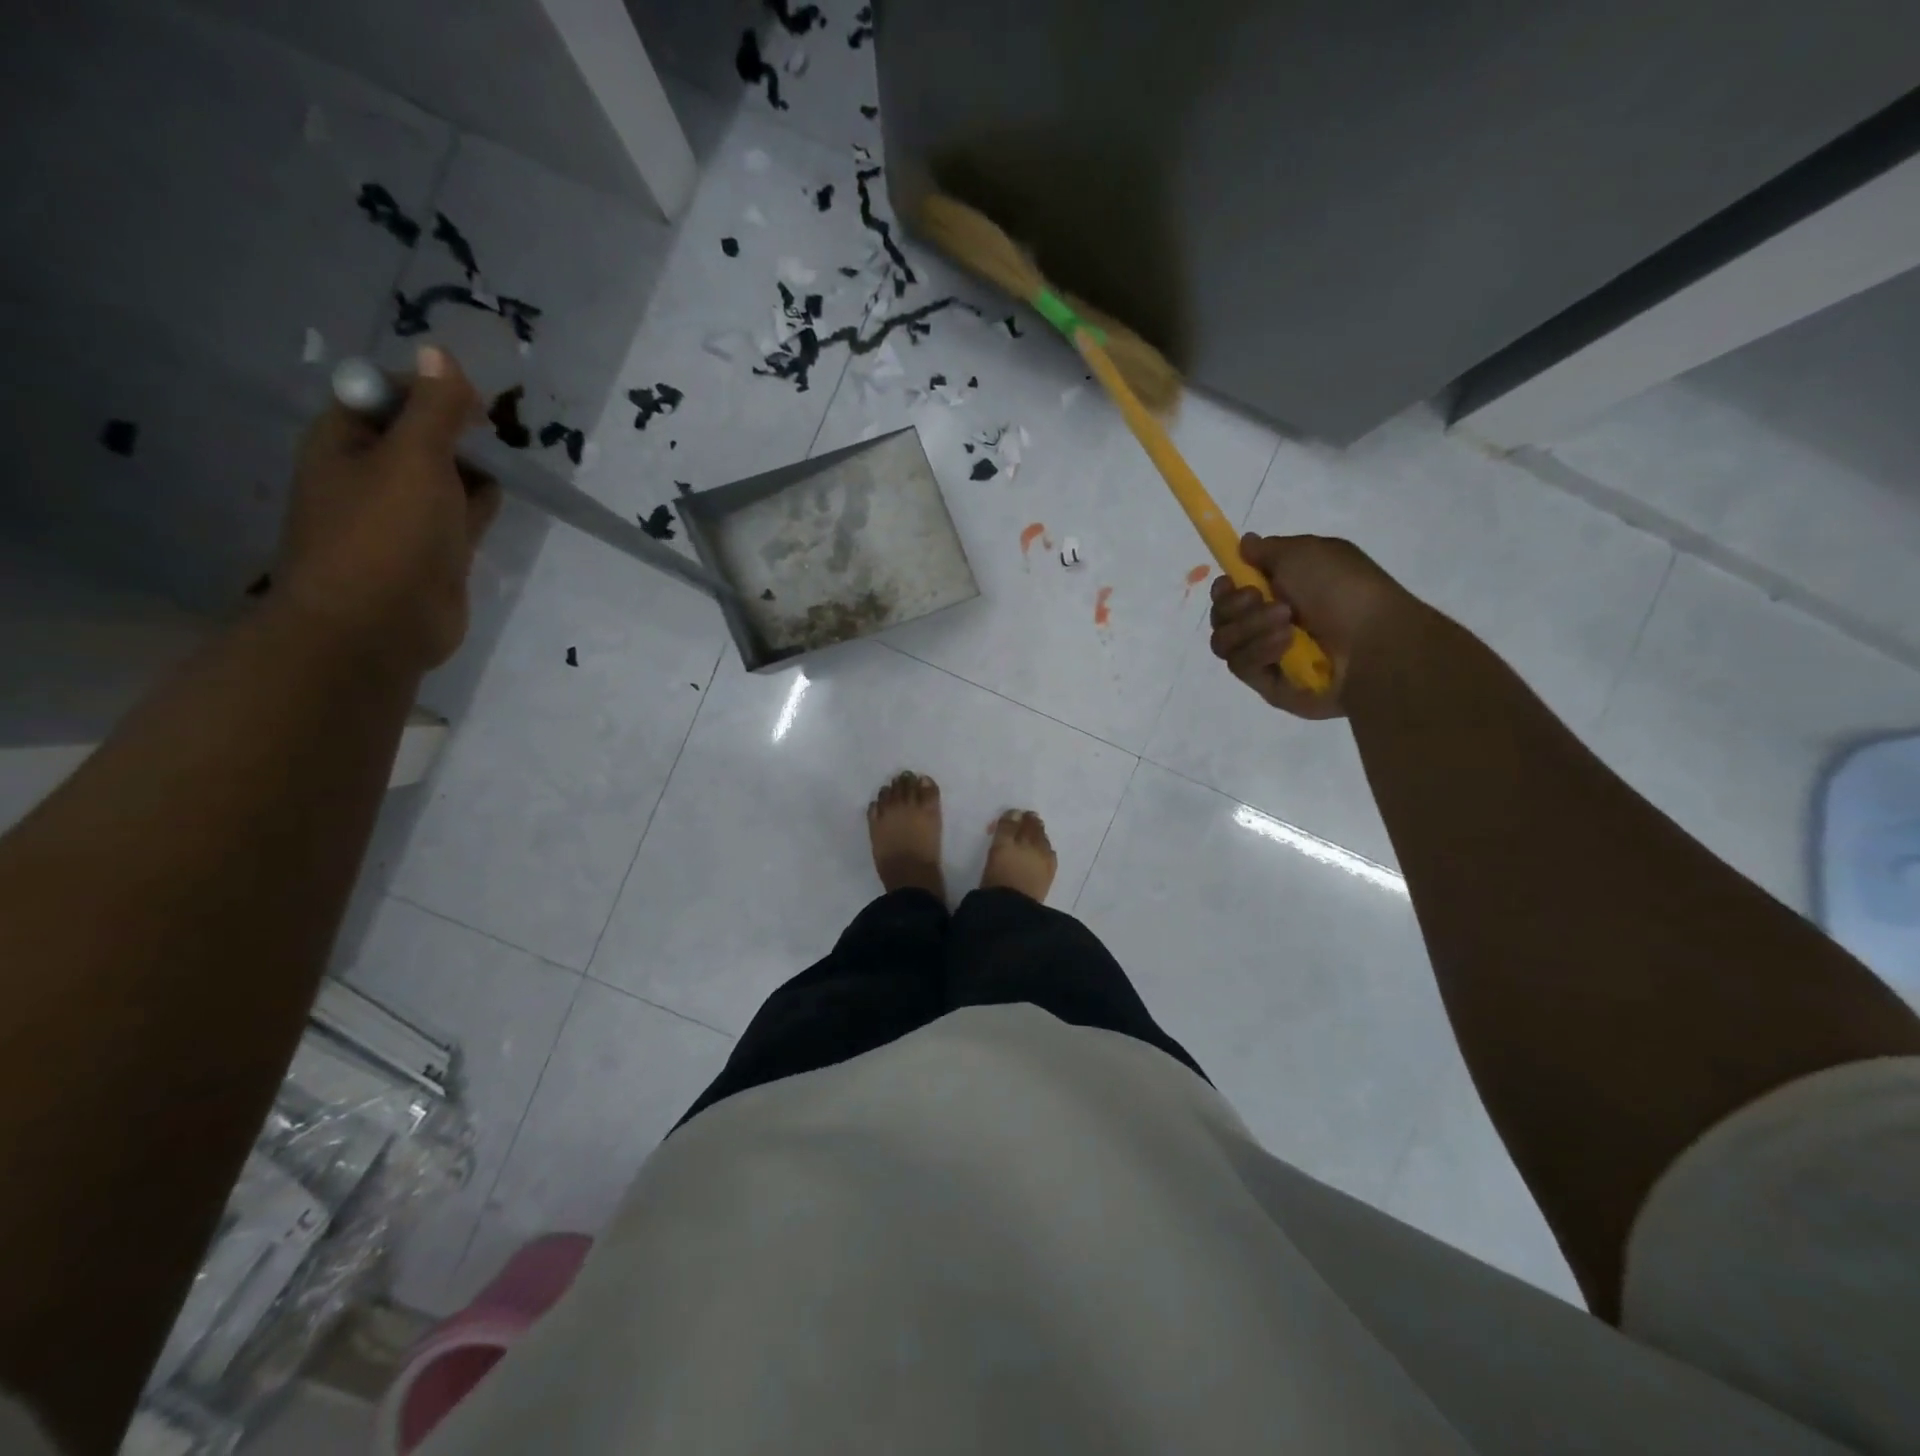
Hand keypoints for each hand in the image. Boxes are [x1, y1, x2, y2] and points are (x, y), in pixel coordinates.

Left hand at [275, 346, 501, 675]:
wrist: (378, 626)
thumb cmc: (386, 534)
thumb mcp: (414, 459)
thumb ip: (435, 409)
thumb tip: (440, 351)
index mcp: (346, 441)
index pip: (387, 393)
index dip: (429, 389)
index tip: (475, 403)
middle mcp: (371, 472)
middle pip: (421, 434)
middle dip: (459, 430)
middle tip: (496, 433)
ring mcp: (405, 515)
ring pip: (447, 475)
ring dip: (475, 468)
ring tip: (510, 462)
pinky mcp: (436, 550)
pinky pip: (462, 514)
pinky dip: (482, 503)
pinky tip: (503, 497)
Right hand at [1208, 533, 1415, 718]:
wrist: (1374, 643)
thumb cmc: (1344, 590)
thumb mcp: (1307, 552)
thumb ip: (1268, 549)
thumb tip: (1245, 544)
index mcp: (1280, 591)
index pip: (1230, 593)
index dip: (1224, 587)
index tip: (1231, 581)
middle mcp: (1268, 624)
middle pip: (1220, 617)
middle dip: (1234, 604)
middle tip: (1258, 598)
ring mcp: (1266, 655)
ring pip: (1223, 641)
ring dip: (1250, 625)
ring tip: (1286, 621)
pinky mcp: (1267, 684)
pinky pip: (1240, 665)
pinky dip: (1259, 649)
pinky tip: (1286, 643)